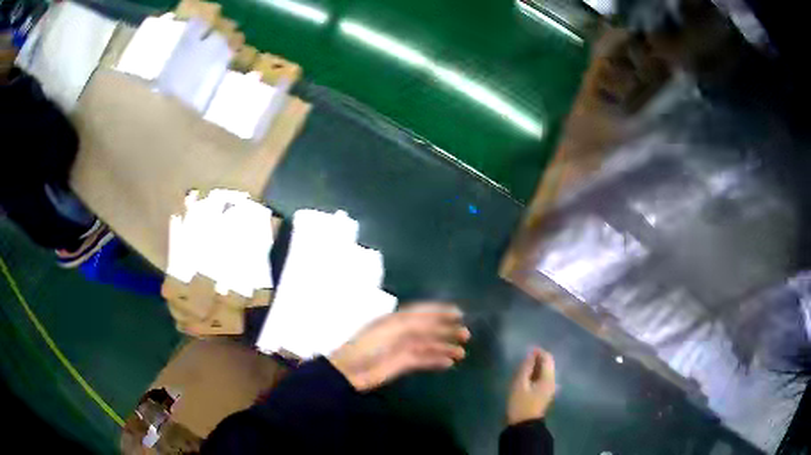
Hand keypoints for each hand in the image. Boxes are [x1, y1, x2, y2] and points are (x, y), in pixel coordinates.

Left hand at [329, 302, 470, 390]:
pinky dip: (436, 361)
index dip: (439, 311)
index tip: (459, 313)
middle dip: (446, 330)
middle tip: (465, 334)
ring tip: (461, 352)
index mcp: (396, 319)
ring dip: (444, 347)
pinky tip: (448, 363)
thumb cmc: (368, 346)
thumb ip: (414, 324)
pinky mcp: (402, 364)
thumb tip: (437, 321)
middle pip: (428, 329)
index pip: (421, 311)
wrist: (350, 371)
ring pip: (428, 345)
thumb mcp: (390, 330)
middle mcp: (401, 331)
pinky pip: (423, 360)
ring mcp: (402, 348)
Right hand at [507, 347, 555, 424]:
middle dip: (537, 359)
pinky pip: (542, 378)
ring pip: (545, 371)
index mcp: (549, 378)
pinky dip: (535, 375)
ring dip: (535, 367)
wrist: (524, 425)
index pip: (548, 357)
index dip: (538, 352)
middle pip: (548, 364)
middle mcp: (553, 381)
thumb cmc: (521, 404)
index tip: (526, 351)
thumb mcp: (519, 384)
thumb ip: (526, 368)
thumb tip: (531, 354)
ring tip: (522, 369)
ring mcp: (550, 388)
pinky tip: (526, 379)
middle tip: (522, 361)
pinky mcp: (545, 394)